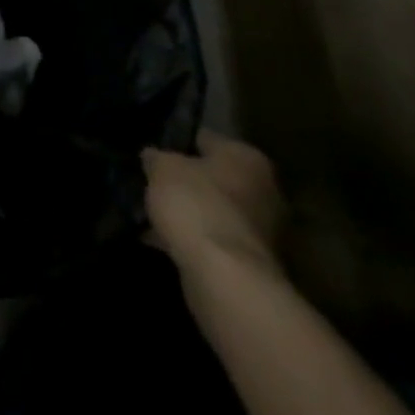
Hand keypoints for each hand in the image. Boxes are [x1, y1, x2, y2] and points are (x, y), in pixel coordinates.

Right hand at [143, 131, 283, 282]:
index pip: (203, 138)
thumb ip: (157, 157)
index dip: (174, 141)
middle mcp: (264, 189)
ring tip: (151, 211)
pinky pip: (212, 237)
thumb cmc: (196, 204)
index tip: (150, 149)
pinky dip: (191, 236)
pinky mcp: (251, 259)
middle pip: (213, 176)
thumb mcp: (161, 167)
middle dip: (184, 180)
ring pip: (212, 208)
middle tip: (150, 181)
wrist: (225, 276)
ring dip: (187, 210)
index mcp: (247, 157)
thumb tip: (154, 156)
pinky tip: (161, 238)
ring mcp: (263, 229)